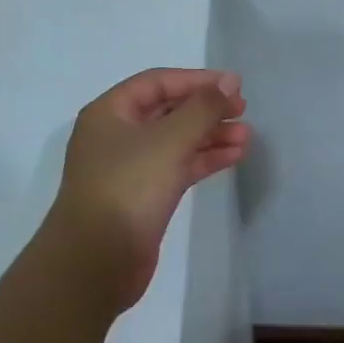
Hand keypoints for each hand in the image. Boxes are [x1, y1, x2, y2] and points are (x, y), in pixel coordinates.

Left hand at [51, 68, 249, 307]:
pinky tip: (234, 156)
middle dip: (205, 109)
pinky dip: (203, 160)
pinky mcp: (143, 196)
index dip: (196, 80)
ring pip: (175, 141)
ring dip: (210, 136)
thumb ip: (202, 108)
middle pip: (167, 111)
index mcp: (109, 113)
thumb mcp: (168, 140)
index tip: (234, 86)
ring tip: (247, 136)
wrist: (96, 261)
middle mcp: (116, 135)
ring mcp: (129, 168)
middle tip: (242, 110)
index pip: (157, 83)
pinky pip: (177, 167)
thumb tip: (228, 83)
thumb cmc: (128, 188)